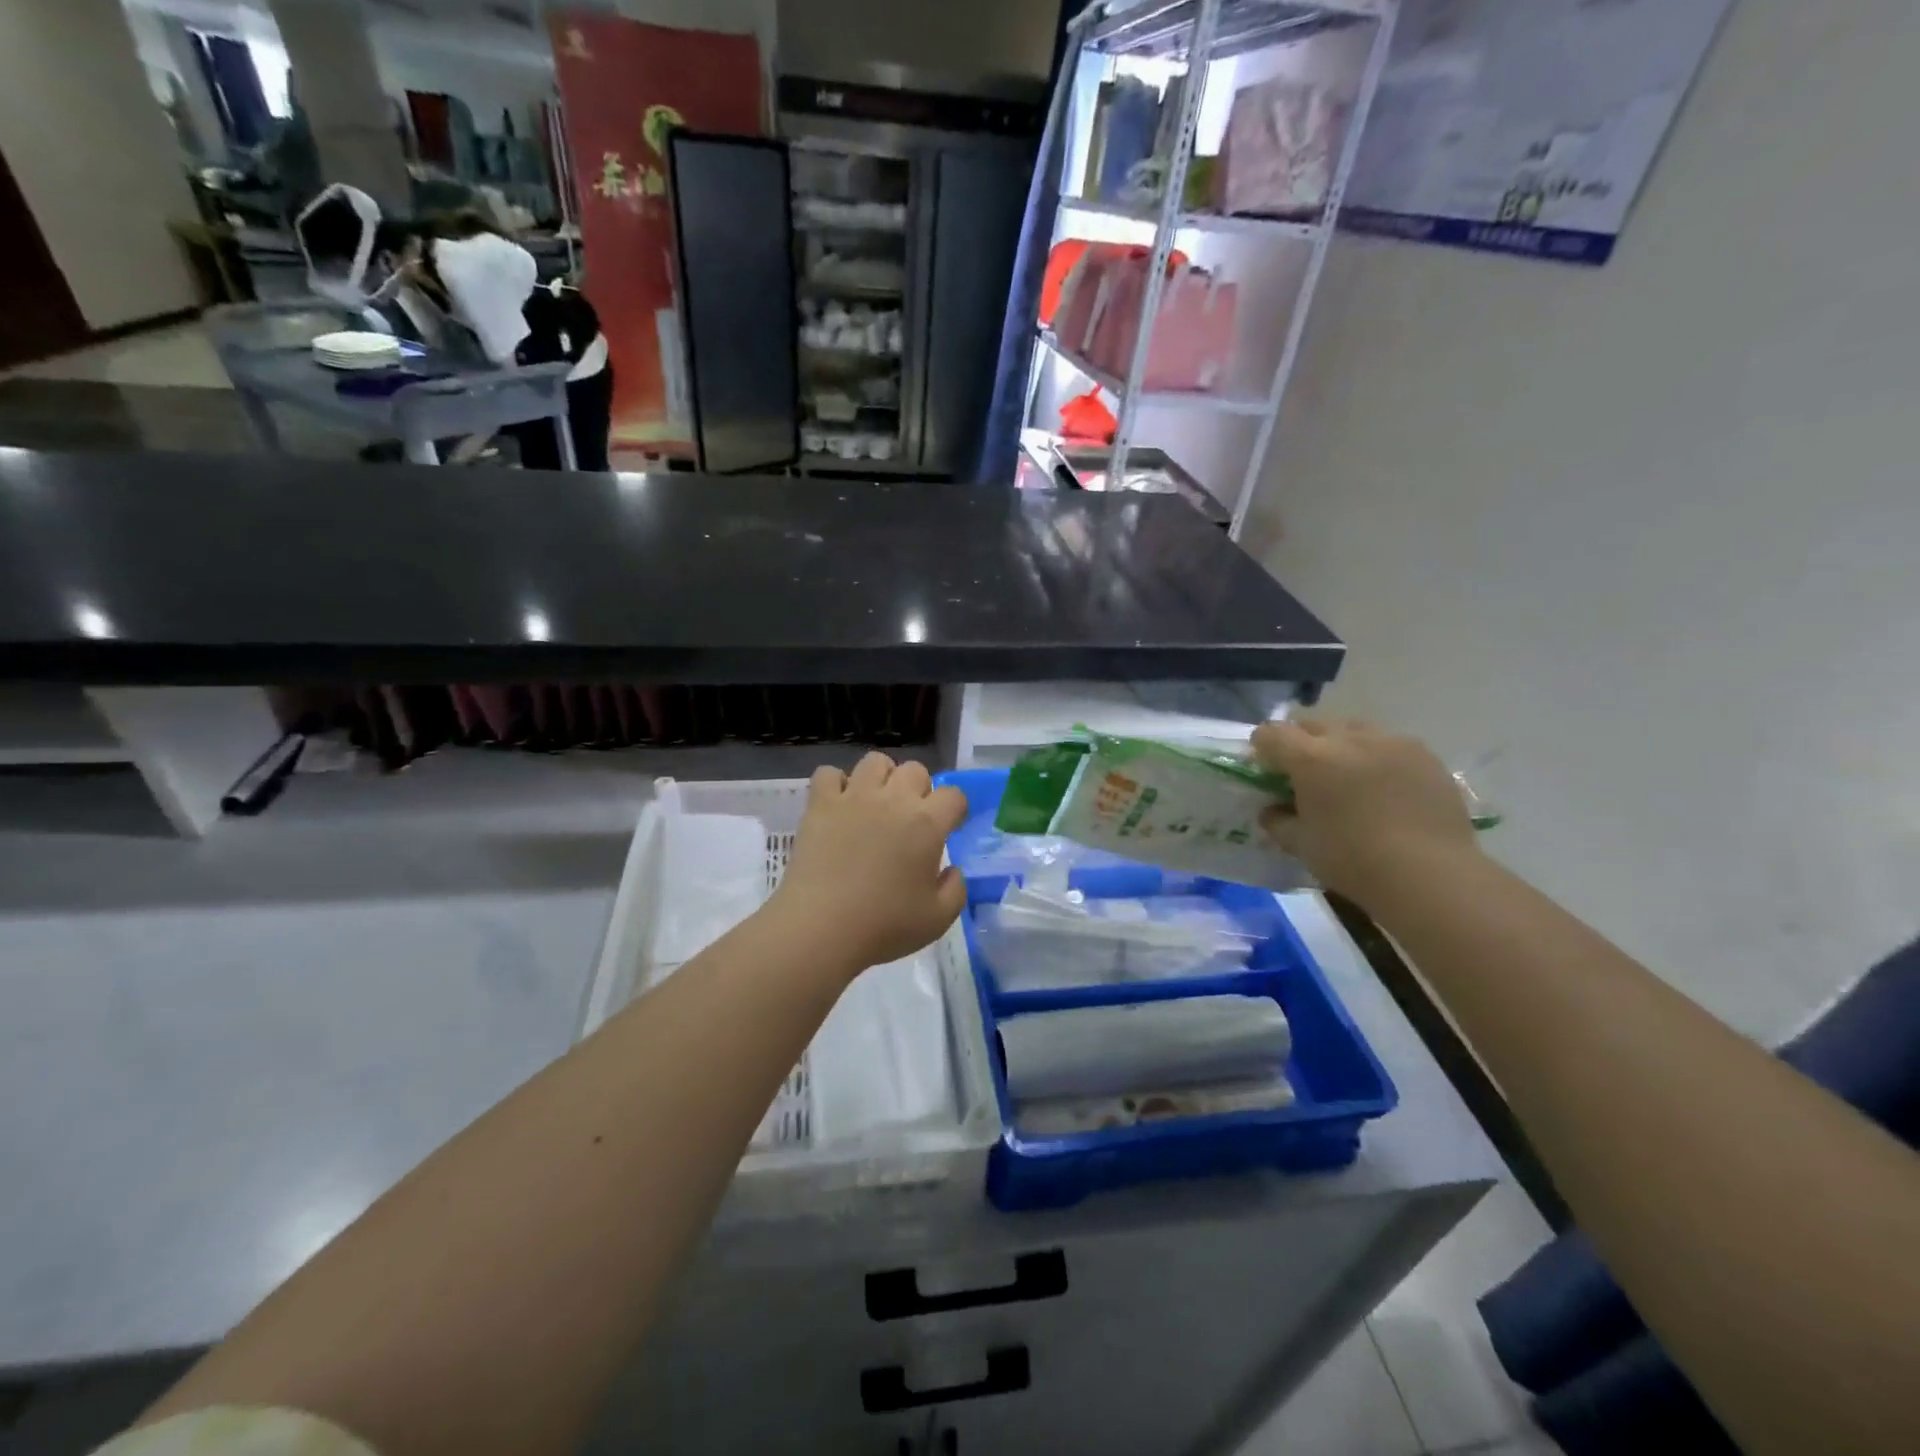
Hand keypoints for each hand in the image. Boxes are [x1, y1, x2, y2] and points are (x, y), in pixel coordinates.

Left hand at [764, 753, 969, 978]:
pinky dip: (836, 784)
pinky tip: (839, 805)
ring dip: (882, 777)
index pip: (953, 795)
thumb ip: (956, 889)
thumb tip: (953, 870)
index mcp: (927, 824)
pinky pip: (829, 773)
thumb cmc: (884, 926)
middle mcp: (893, 799)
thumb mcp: (938, 919)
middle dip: (919, 789)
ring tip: (876, 803)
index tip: (950, 826)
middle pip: (915, 770)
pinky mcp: (821, 804)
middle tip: (910, 818)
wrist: (821, 928)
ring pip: (875, 761)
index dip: (955, 809)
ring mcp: (854, 797)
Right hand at [1251, 718, 1479, 902]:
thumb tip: (1272, 810)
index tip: (1265, 767)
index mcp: (1311, 758)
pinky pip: (1389, 745)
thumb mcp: (1301, 845)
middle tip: (1304, 773)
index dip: (1262, 748)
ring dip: (1341, 745)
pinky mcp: (1425, 755)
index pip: (1272, 734)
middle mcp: (1349, 738)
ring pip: (1353, 730)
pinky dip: (1377, 757)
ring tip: (1348, 775)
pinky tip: (1384, 787)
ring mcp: (1392, 742)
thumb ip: (1278, 821)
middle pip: (1313, 725)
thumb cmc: (1353, 860)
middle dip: (1301, 743)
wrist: (1430, 875)